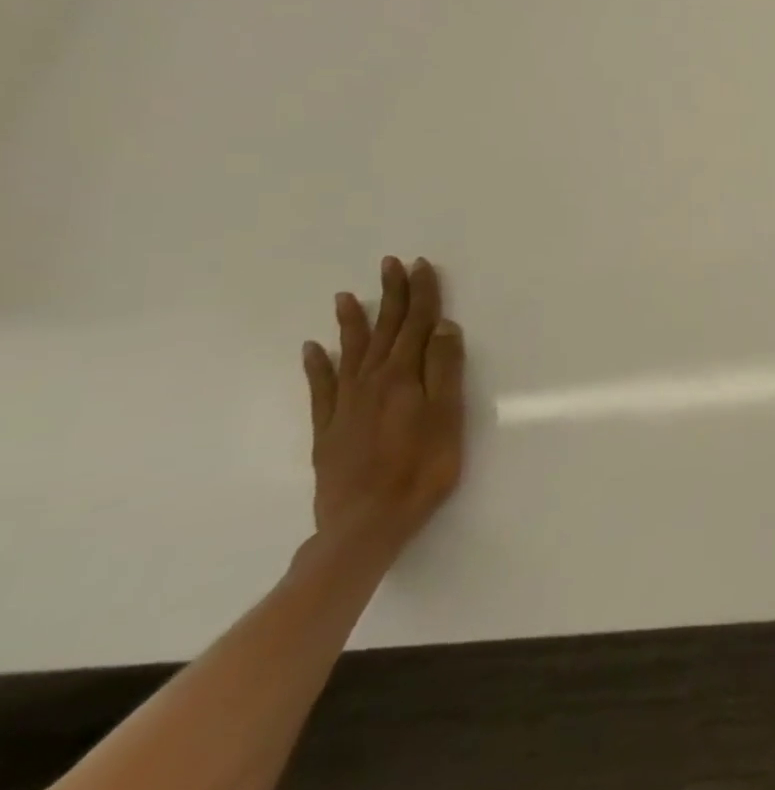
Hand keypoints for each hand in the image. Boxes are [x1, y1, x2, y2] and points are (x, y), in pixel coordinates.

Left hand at [302, 257, 466, 556]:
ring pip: (350, 353)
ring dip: (352, 323)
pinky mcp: (328, 429)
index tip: (421, 265)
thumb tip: (443, 327)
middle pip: (384, 331)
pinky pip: (321, 387)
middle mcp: (371, 383)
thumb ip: (444, 370)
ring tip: (347, 297)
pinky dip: (317, 366)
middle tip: (389, 265)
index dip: (421, 294)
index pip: (416, 325)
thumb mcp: (447, 417)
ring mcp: (345, 406)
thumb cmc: (421, 469)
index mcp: (403, 377)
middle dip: (390, 297)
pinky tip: (313, 350)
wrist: (365, 524)